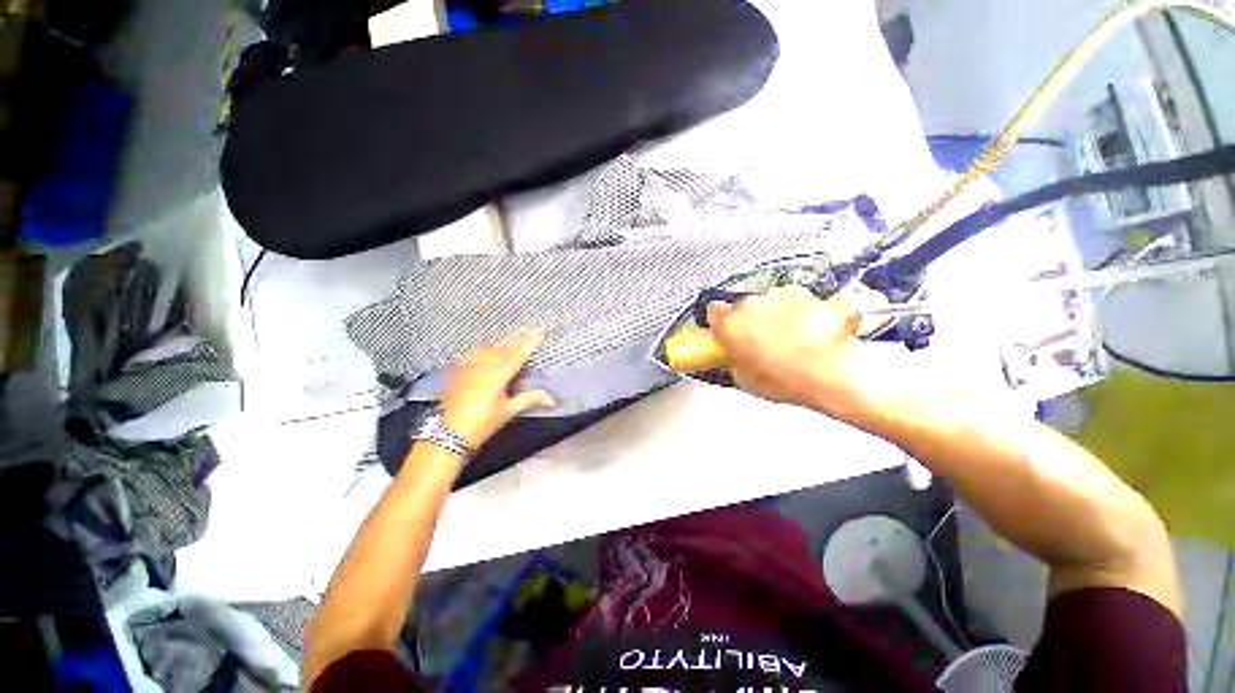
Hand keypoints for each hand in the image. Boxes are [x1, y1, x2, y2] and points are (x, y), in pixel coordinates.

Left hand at [440, 330, 556, 447]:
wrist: (450, 433)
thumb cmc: (483, 423)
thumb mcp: (509, 411)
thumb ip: (530, 399)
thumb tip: (552, 399)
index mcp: (498, 374)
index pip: (518, 353)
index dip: (529, 342)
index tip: (539, 331)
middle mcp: (483, 365)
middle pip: (503, 346)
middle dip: (517, 338)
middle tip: (528, 329)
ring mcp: (468, 366)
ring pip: (487, 347)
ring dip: (500, 341)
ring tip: (509, 337)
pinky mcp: (457, 372)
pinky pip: (471, 354)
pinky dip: (481, 349)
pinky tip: (483, 349)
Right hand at [706, 286, 898, 423]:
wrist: (831, 373)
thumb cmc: (783, 381)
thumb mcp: (744, 380)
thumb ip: (734, 360)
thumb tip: (737, 357)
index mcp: (729, 324)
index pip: (714, 311)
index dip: (721, 321)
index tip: (727, 331)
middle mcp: (751, 304)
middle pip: (746, 307)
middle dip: (752, 320)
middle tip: (764, 343)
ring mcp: (781, 296)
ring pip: (773, 303)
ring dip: (778, 316)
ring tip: (794, 341)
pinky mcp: (809, 295)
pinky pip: (800, 303)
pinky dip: (805, 313)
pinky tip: (814, 334)